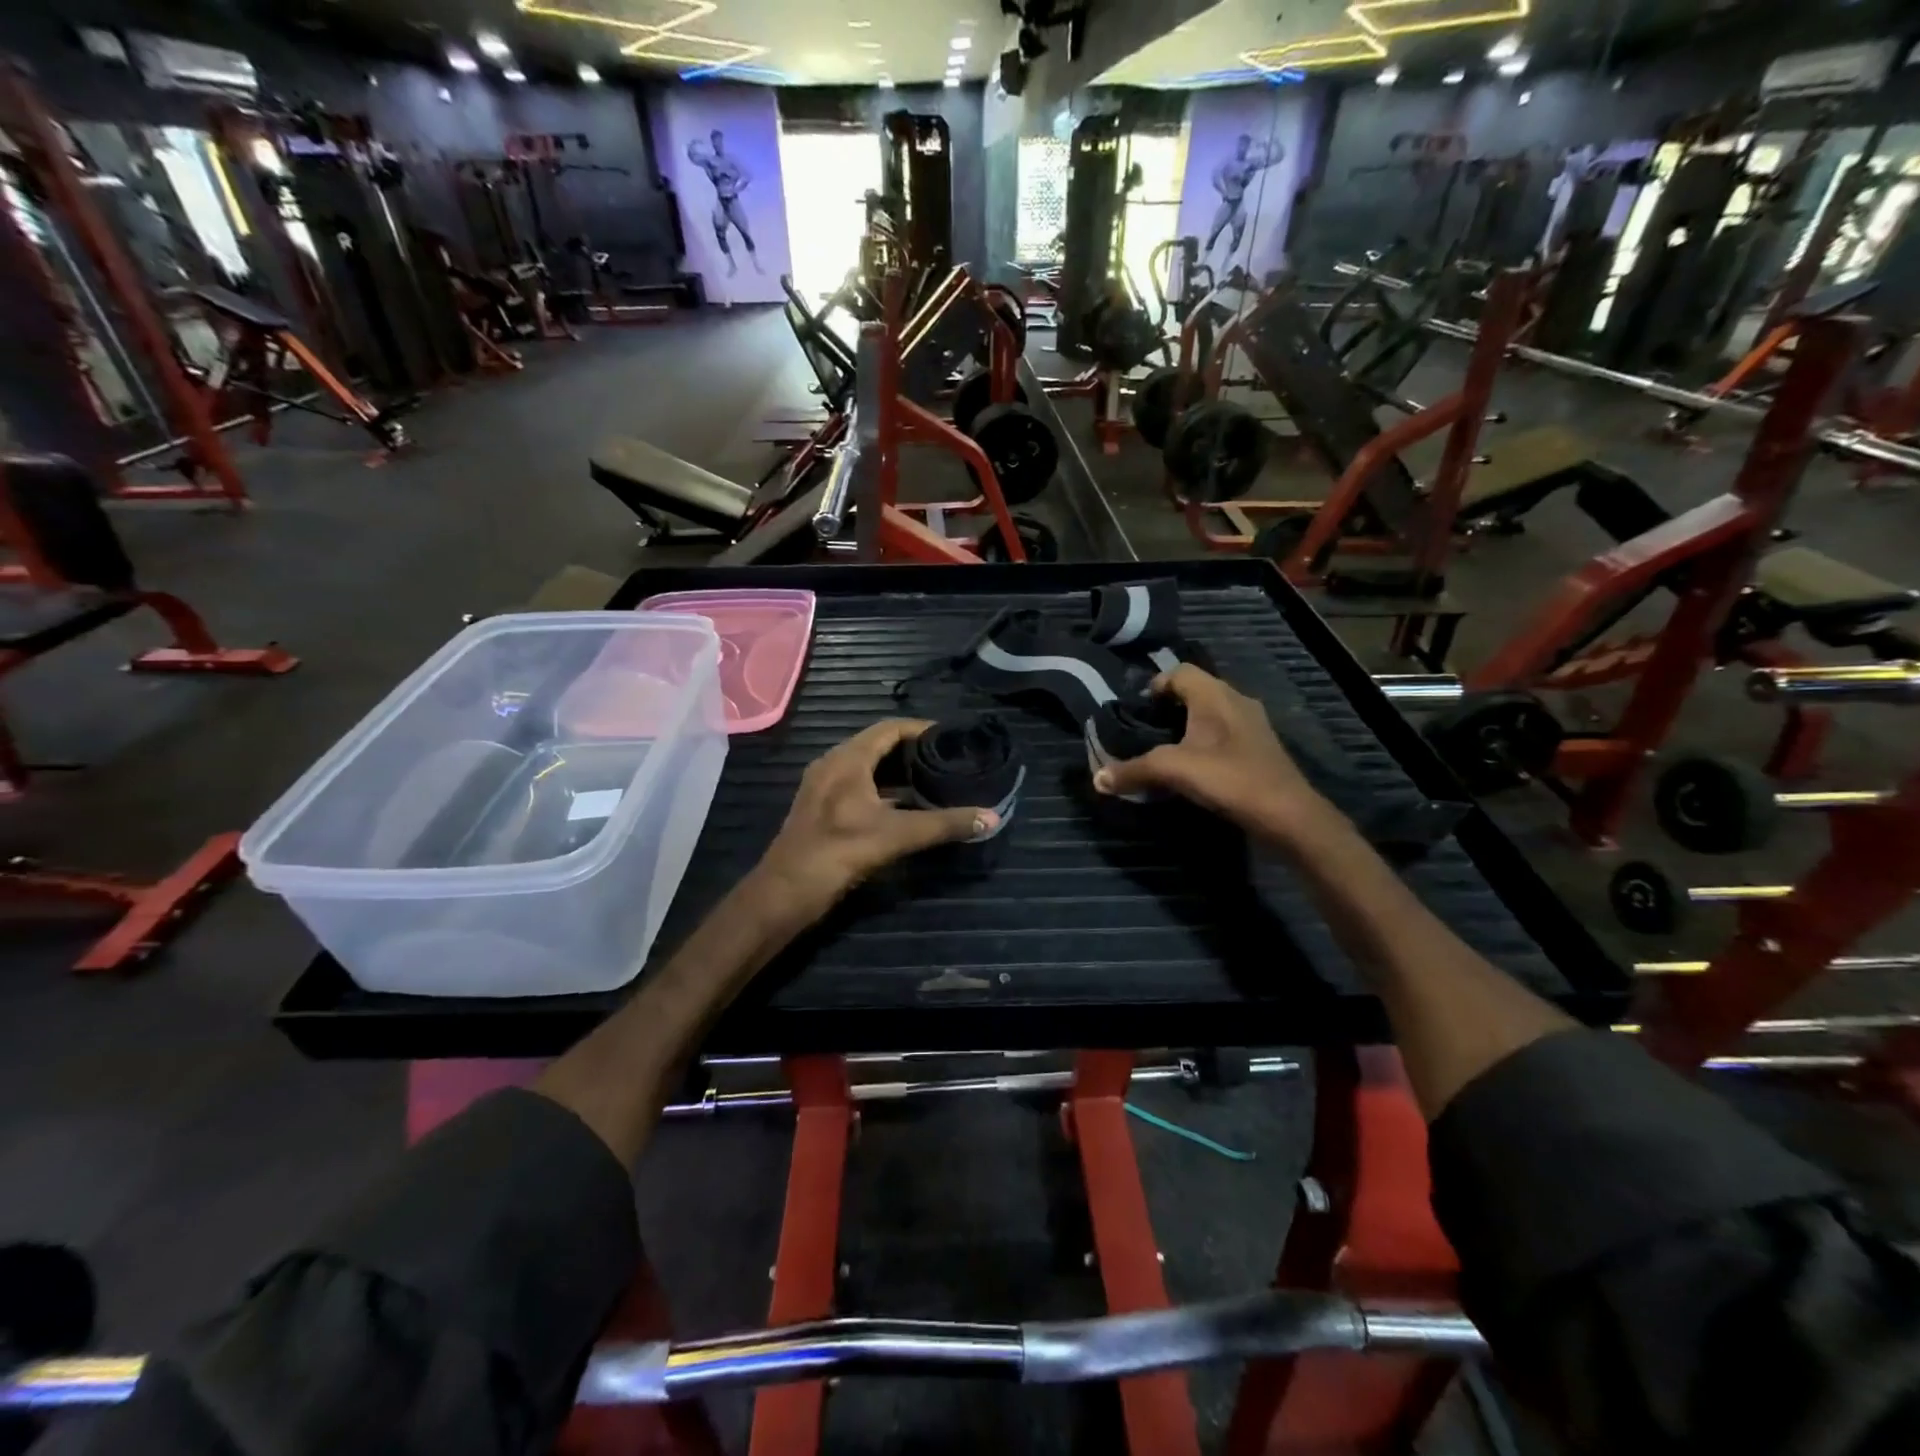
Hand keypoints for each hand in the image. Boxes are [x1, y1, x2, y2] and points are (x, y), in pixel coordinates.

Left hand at [755, 720, 997, 925]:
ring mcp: (822, 786)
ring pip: (865, 766)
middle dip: (912, 750)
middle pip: (877, 744)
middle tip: (947, 760)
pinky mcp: (820, 808)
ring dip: (896, 771)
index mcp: (847, 760)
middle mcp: (832, 765)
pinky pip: (856, 785)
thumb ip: (944, 825)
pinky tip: (903, 807)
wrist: (784, 893)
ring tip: (931, 780)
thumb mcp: (896, 836)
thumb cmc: (838, 853)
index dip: (921, 729)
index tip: (952, 738)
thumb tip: (991, 818)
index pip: (889, 728)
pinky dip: (881, 789)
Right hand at [1092, 666, 1335, 846]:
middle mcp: (1236, 700)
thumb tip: (1097, 779)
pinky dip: (1206, 743)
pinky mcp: (1260, 748)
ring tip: (1166, 750)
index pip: (1179, 672)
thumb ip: (1132, 771)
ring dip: (1188, 726)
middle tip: (1145, 731)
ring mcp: (1252, 724)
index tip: (1136, 711)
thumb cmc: (1229, 778)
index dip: (1154, 686)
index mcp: (1215, 695)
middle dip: (1168, 708)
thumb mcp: (1172, 771)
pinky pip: (1225, 733)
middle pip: (1195, 691)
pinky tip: (1195, 768)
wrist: (1287, 814)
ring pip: (1212, 713)